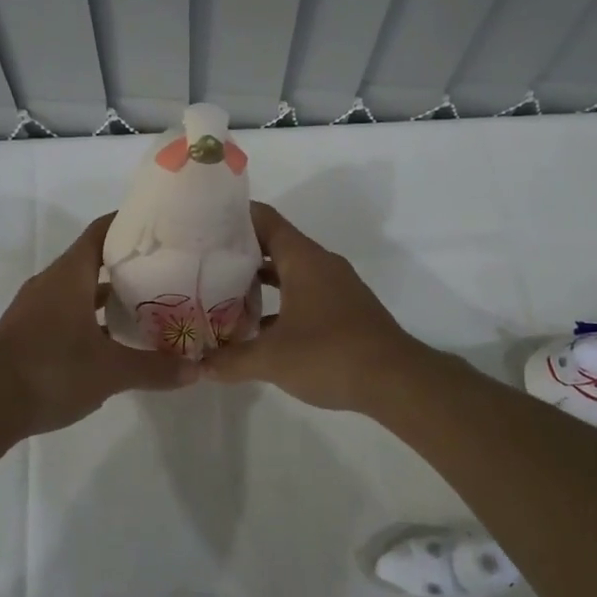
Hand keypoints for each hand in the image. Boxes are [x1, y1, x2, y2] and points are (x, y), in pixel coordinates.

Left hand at [0, 213, 194, 433]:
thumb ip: (154, 368)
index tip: (159, 224)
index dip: (128, 222)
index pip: (101, 231)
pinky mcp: (29, 331)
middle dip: (128, 262)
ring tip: (148, 302)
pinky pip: (68, 311)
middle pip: (93, 259)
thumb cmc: (51, 371)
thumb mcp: (110, 372)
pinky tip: (114, 339)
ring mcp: (36, 307)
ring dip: (109, 293)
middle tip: (166, 267)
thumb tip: (196, 370)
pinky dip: (92, 317)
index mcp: (70, 275)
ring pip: (80, 288)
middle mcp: (51, 282)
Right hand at [202, 202, 427, 411]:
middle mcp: (320, 264)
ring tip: (221, 290)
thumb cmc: (330, 354)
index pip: (264, 219)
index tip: (202, 220)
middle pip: (274, 244)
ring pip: (289, 271)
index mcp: (303, 258)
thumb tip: (200, 365)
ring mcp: (335, 286)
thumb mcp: (272, 359)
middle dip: (239, 250)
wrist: (396, 380)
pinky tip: (256, 326)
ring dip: (259, 279)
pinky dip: (279, 301)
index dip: (233, 215)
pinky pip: (303, 292)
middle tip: (202, 258)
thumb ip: (231, 360)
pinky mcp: (343, 309)